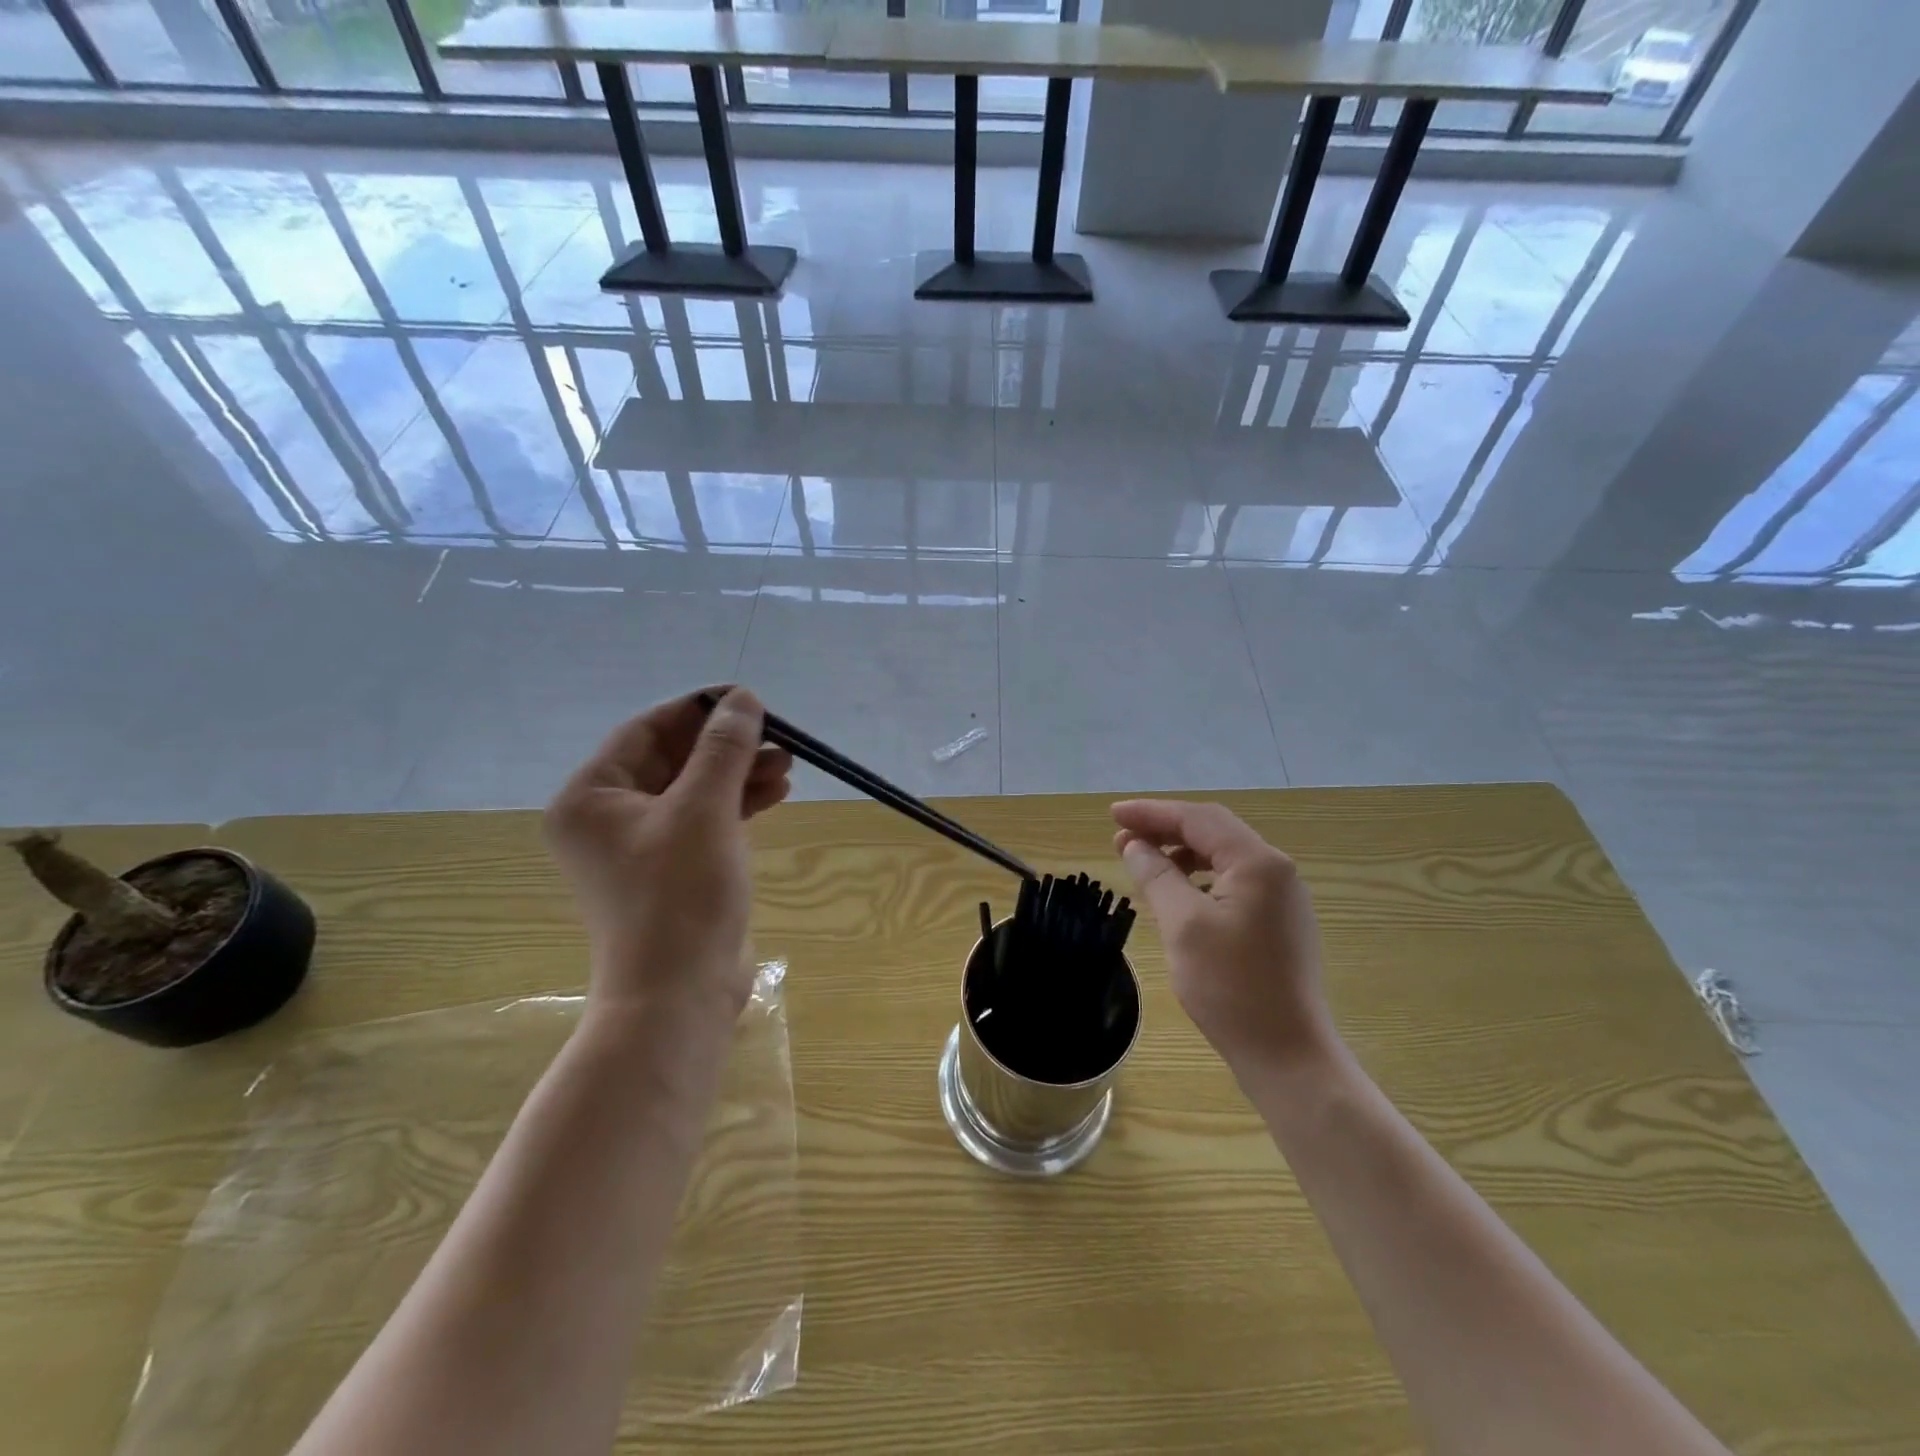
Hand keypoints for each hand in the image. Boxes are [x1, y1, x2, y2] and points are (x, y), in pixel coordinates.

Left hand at [545, 688, 791, 1024]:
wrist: (680, 994)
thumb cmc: (680, 895)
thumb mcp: (704, 809)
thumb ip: (724, 748)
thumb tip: (743, 699)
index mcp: (591, 798)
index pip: (647, 730)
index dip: (699, 709)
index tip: (748, 699)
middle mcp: (607, 817)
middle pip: (672, 759)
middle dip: (727, 746)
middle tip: (777, 737)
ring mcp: (641, 846)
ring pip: (694, 789)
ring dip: (739, 774)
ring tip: (787, 766)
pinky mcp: (672, 869)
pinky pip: (704, 820)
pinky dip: (737, 804)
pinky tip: (776, 793)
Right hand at [1112, 800, 1335, 1076]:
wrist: (1288, 1055)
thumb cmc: (1231, 988)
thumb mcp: (1183, 926)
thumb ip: (1157, 875)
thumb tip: (1133, 845)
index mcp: (1258, 863)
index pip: (1197, 819)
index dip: (1151, 812)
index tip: (1112, 814)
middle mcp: (1277, 869)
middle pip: (1214, 830)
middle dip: (1166, 827)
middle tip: (1122, 836)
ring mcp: (1283, 896)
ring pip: (1225, 854)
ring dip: (1182, 850)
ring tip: (1144, 860)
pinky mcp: (1280, 920)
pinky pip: (1235, 879)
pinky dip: (1201, 874)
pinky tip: (1179, 890)